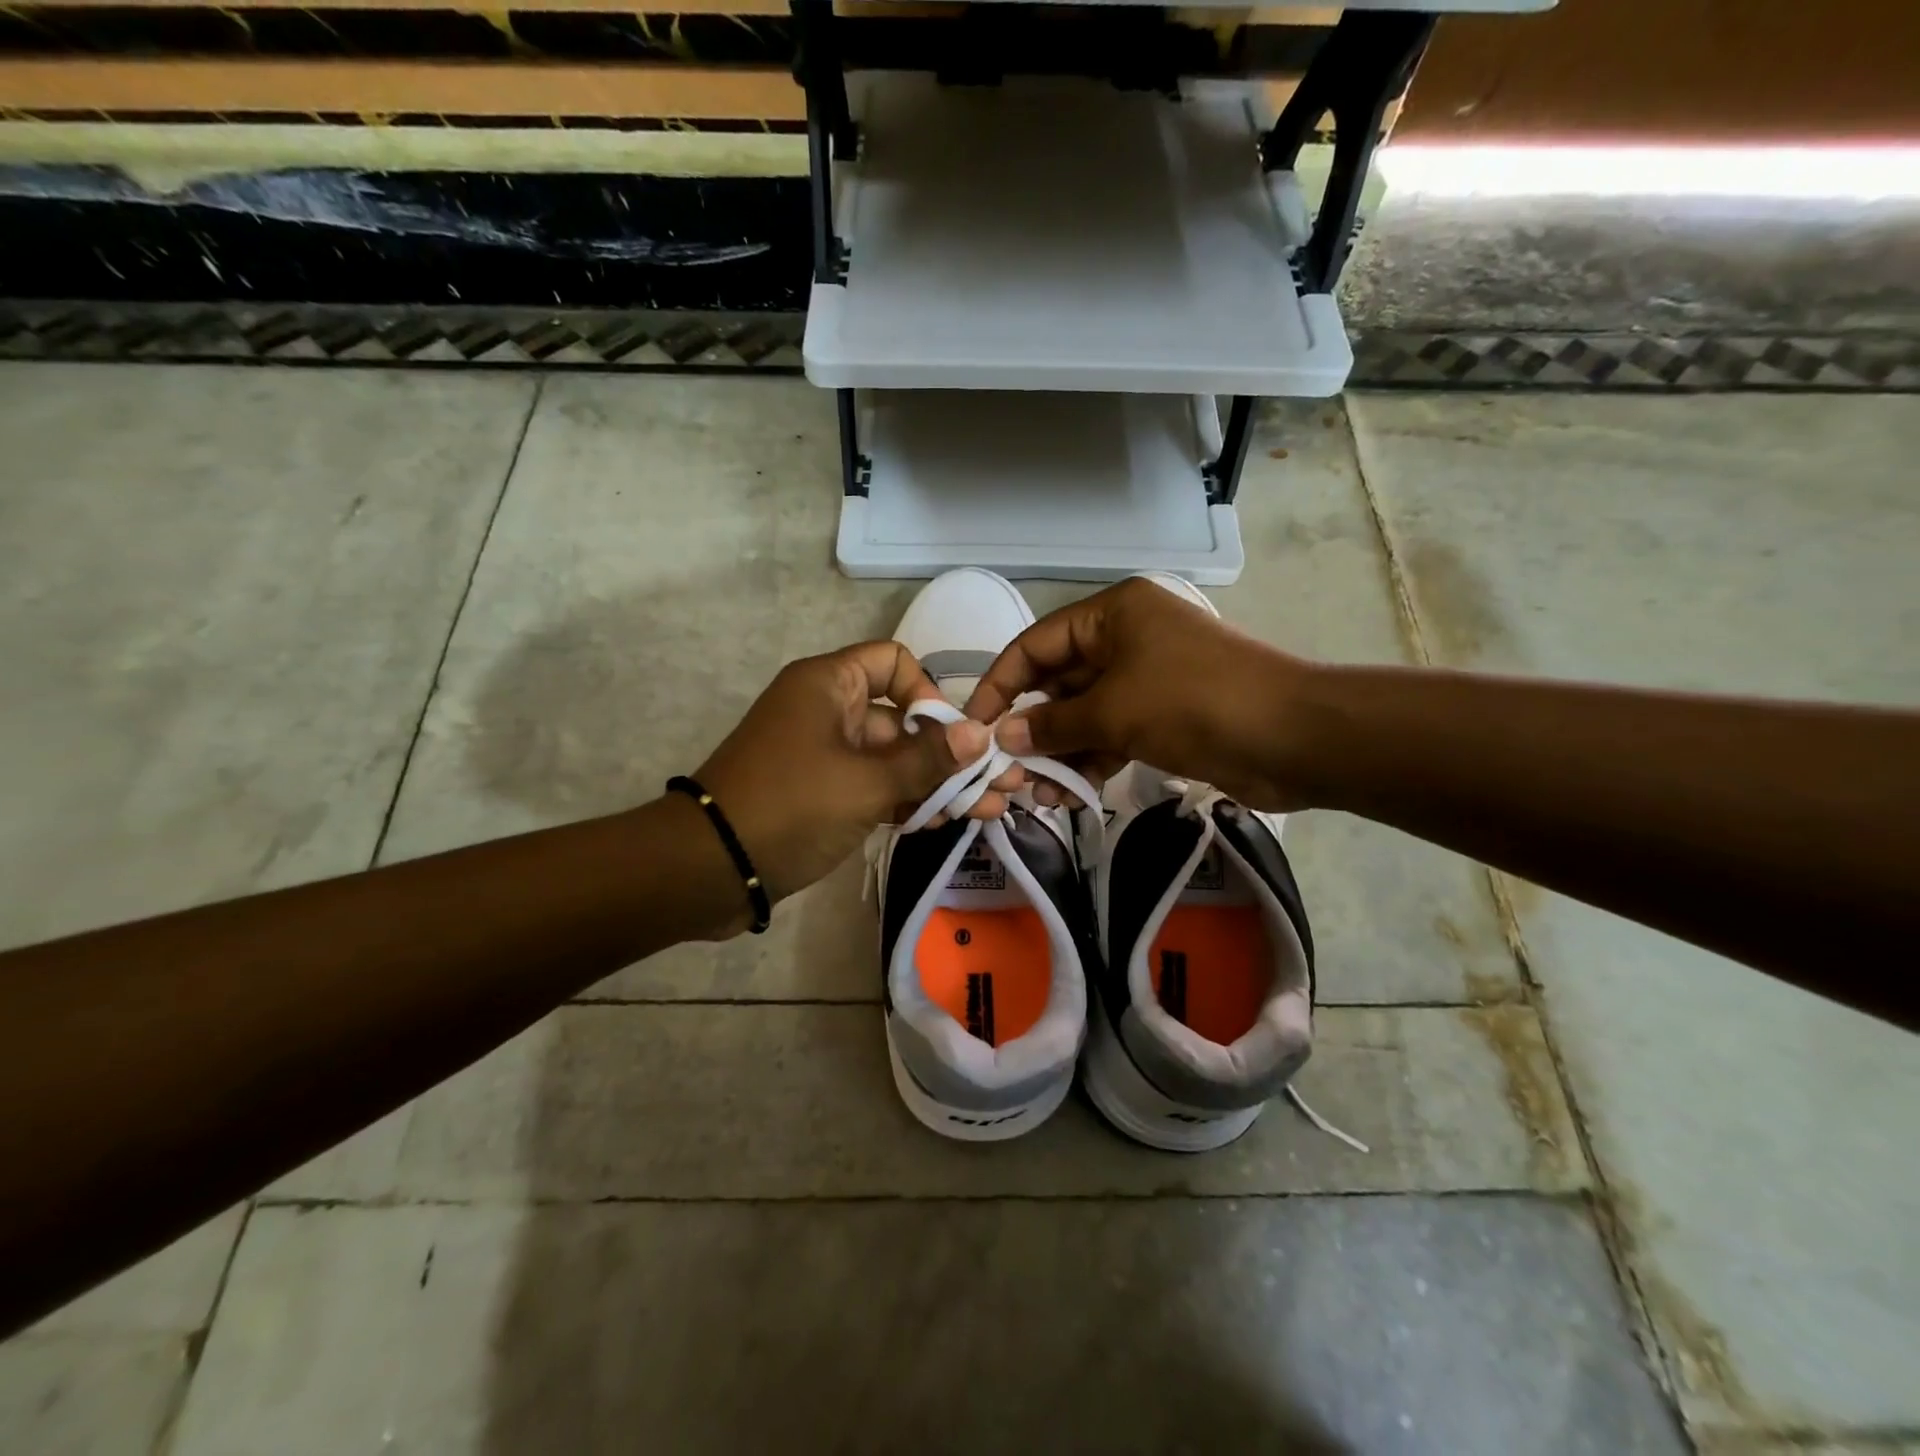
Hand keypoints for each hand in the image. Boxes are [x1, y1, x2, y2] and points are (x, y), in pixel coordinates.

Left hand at [691, 642, 998, 911]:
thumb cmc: (790, 805)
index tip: (950, 736)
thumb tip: (981, 735)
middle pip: (902, 719)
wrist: (710, 867)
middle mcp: (829, 710)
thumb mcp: (866, 782)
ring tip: (990, 810)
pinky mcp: (823, 794)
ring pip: (893, 759)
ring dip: (937, 782)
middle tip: (999, 784)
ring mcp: (826, 755)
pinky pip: (874, 787)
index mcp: (830, 685)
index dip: (928, 692)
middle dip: (950, 752)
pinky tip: (947, 822)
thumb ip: (926, 760)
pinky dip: (906, 801)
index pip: (894, 661)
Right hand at [964, 578, 1322, 812]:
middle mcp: (1125, 640)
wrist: (1292, 737)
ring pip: (1084, 715)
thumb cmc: (1193, 703)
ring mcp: (1146, 680)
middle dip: (1031, 727)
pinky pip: (1111, 736)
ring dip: (1058, 752)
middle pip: (1059, 682)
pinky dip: (1090, 761)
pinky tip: (1067, 795)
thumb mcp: (1113, 710)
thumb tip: (1004, 737)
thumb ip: (1053, 724)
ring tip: (1034, 794)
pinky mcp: (1163, 718)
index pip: (1036, 645)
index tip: (973, 725)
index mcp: (1112, 615)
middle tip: (1004, 771)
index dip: (1000, 684)